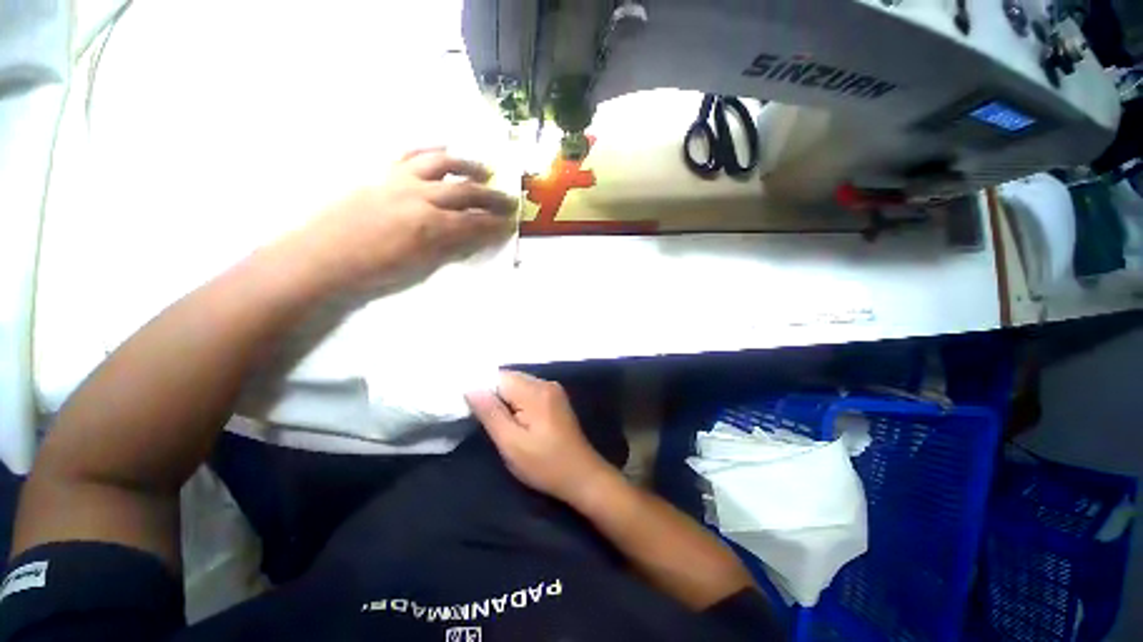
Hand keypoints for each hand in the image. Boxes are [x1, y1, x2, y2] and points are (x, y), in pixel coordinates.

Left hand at [292, 148, 515, 290]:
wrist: (322, 257)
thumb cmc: (373, 272)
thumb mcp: (420, 267)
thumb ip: (450, 248)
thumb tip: (473, 238)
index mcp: (430, 225)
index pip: (474, 222)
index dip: (496, 224)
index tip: (510, 224)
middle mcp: (420, 196)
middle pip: (465, 190)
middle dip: (492, 196)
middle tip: (509, 199)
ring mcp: (399, 180)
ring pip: (441, 164)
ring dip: (467, 165)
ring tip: (483, 170)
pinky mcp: (382, 173)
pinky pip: (410, 155)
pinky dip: (430, 150)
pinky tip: (443, 149)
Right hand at [466, 371, 615, 504]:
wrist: (582, 476)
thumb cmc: (545, 465)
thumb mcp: (512, 444)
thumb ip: (491, 413)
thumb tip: (471, 388)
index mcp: (536, 391)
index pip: (499, 377)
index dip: (483, 391)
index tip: (473, 412)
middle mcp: (546, 383)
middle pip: (510, 379)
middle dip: (494, 395)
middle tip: (487, 422)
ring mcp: (553, 390)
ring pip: (518, 385)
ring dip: (505, 400)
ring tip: (501, 424)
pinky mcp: (555, 399)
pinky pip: (529, 391)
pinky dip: (517, 402)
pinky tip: (516, 421)